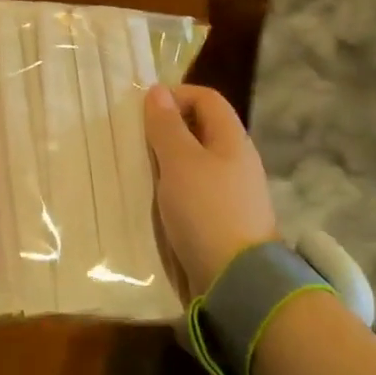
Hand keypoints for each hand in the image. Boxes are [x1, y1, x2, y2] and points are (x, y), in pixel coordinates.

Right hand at [144, 83, 278, 296]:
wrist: (239, 283)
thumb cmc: (207, 211)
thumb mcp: (180, 162)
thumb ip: (167, 126)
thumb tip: (157, 91)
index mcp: (232, 139)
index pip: (206, 98)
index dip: (176, 96)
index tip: (144, 113)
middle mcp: (236, 160)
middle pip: (201, 129)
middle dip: (167, 130)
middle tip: (136, 143)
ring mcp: (232, 193)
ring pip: (195, 162)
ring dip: (167, 162)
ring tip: (139, 172)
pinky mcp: (223, 221)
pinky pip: (195, 192)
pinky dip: (174, 189)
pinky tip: (155, 202)